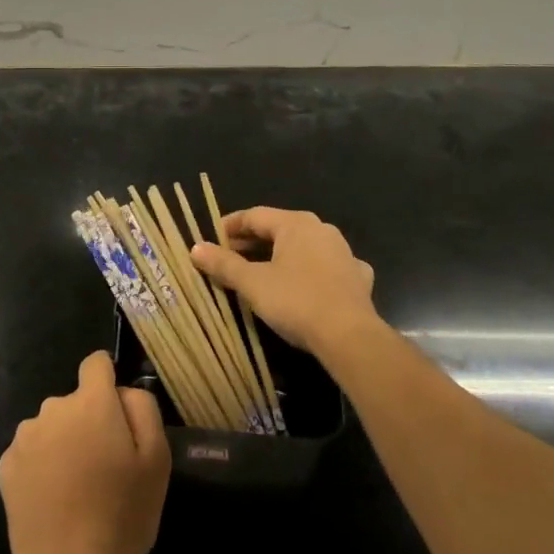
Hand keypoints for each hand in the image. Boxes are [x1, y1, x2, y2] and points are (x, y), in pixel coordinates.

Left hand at [0, 351, 170, 553]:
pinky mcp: (7, 466)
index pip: (96, 363)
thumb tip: (123, 391)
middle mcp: (53, 407)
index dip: (108, 379)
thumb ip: (143, 410)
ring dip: (64, 444)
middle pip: (75, 402)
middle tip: (104, 467)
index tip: (116, 411)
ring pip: (52, 427)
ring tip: (77, 489)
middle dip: (89, 422)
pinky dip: (42, 467)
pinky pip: (31, 453)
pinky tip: (53, 501)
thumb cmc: (121, 515)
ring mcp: (26, 436)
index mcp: (91, 402)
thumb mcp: (156, 461)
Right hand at [191, 207, 377, 354]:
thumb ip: (224, 264)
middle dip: (252, 243)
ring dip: (281, 256)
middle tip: (229, 258)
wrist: (351, 338)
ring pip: (304, 247)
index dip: (229, 226)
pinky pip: (327, 267)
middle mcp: (321, 229)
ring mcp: (343, 252)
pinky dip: (311, 272)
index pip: (254, 216)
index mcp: (295, 223)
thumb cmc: (296, 301)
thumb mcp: (252, 283)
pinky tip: (308, 284)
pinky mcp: (357, 278)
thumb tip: (195, 248)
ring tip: (262, 272)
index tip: (211, 239)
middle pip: (278, 229)